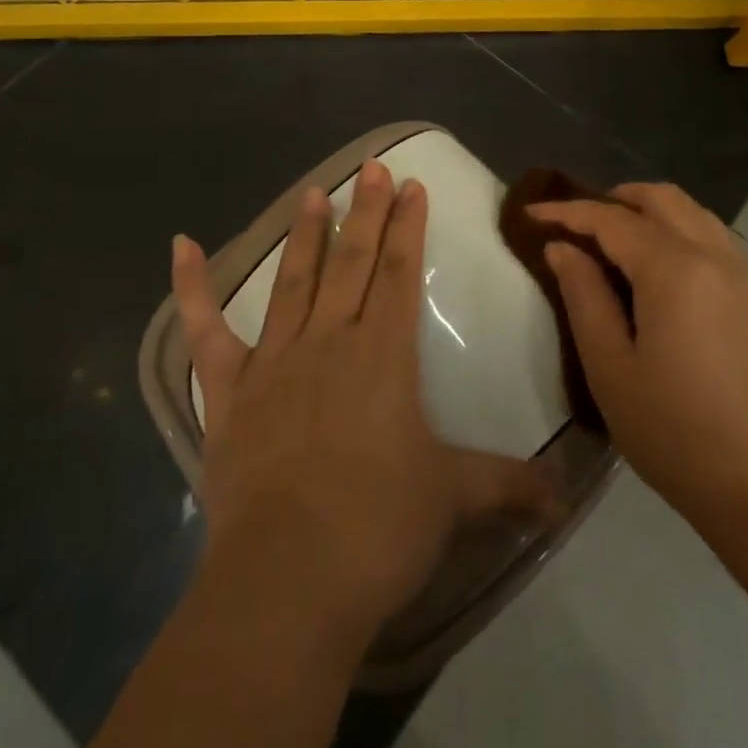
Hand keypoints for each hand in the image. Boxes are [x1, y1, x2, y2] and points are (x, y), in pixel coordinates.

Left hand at [173, 160, 552, 659]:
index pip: (400, 274)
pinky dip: (191, 288)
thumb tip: (565, 500)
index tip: (411, 186)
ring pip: (293, 281)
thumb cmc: (379, 529)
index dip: (408, 227)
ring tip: (313, 191)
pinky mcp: (228, 392)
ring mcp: (274, 362)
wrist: (290, 579)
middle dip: (366, 213)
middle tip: (372, 168)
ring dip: (305, 234)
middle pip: (352, 263)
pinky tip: (181, 245)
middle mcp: (329, 342)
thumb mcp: (454, 500)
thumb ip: (509, 486)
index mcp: (383, 355)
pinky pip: (206, 332)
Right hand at [530, 183, 747, 531]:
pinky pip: (710, 235)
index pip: (611, 219)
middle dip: (611, 199)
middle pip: (660, 198)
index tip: (530, 214)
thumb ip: (583, 296)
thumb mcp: (610, 367)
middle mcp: (712, 256)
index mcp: (674, 269)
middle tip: (573, 224)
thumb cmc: (674, 431)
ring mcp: (740, 274)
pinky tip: (654, 265)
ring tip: (610, 238)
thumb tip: (563, 249)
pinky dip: (675, 228)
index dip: (567, 212)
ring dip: (647, 210)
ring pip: (690, 211)